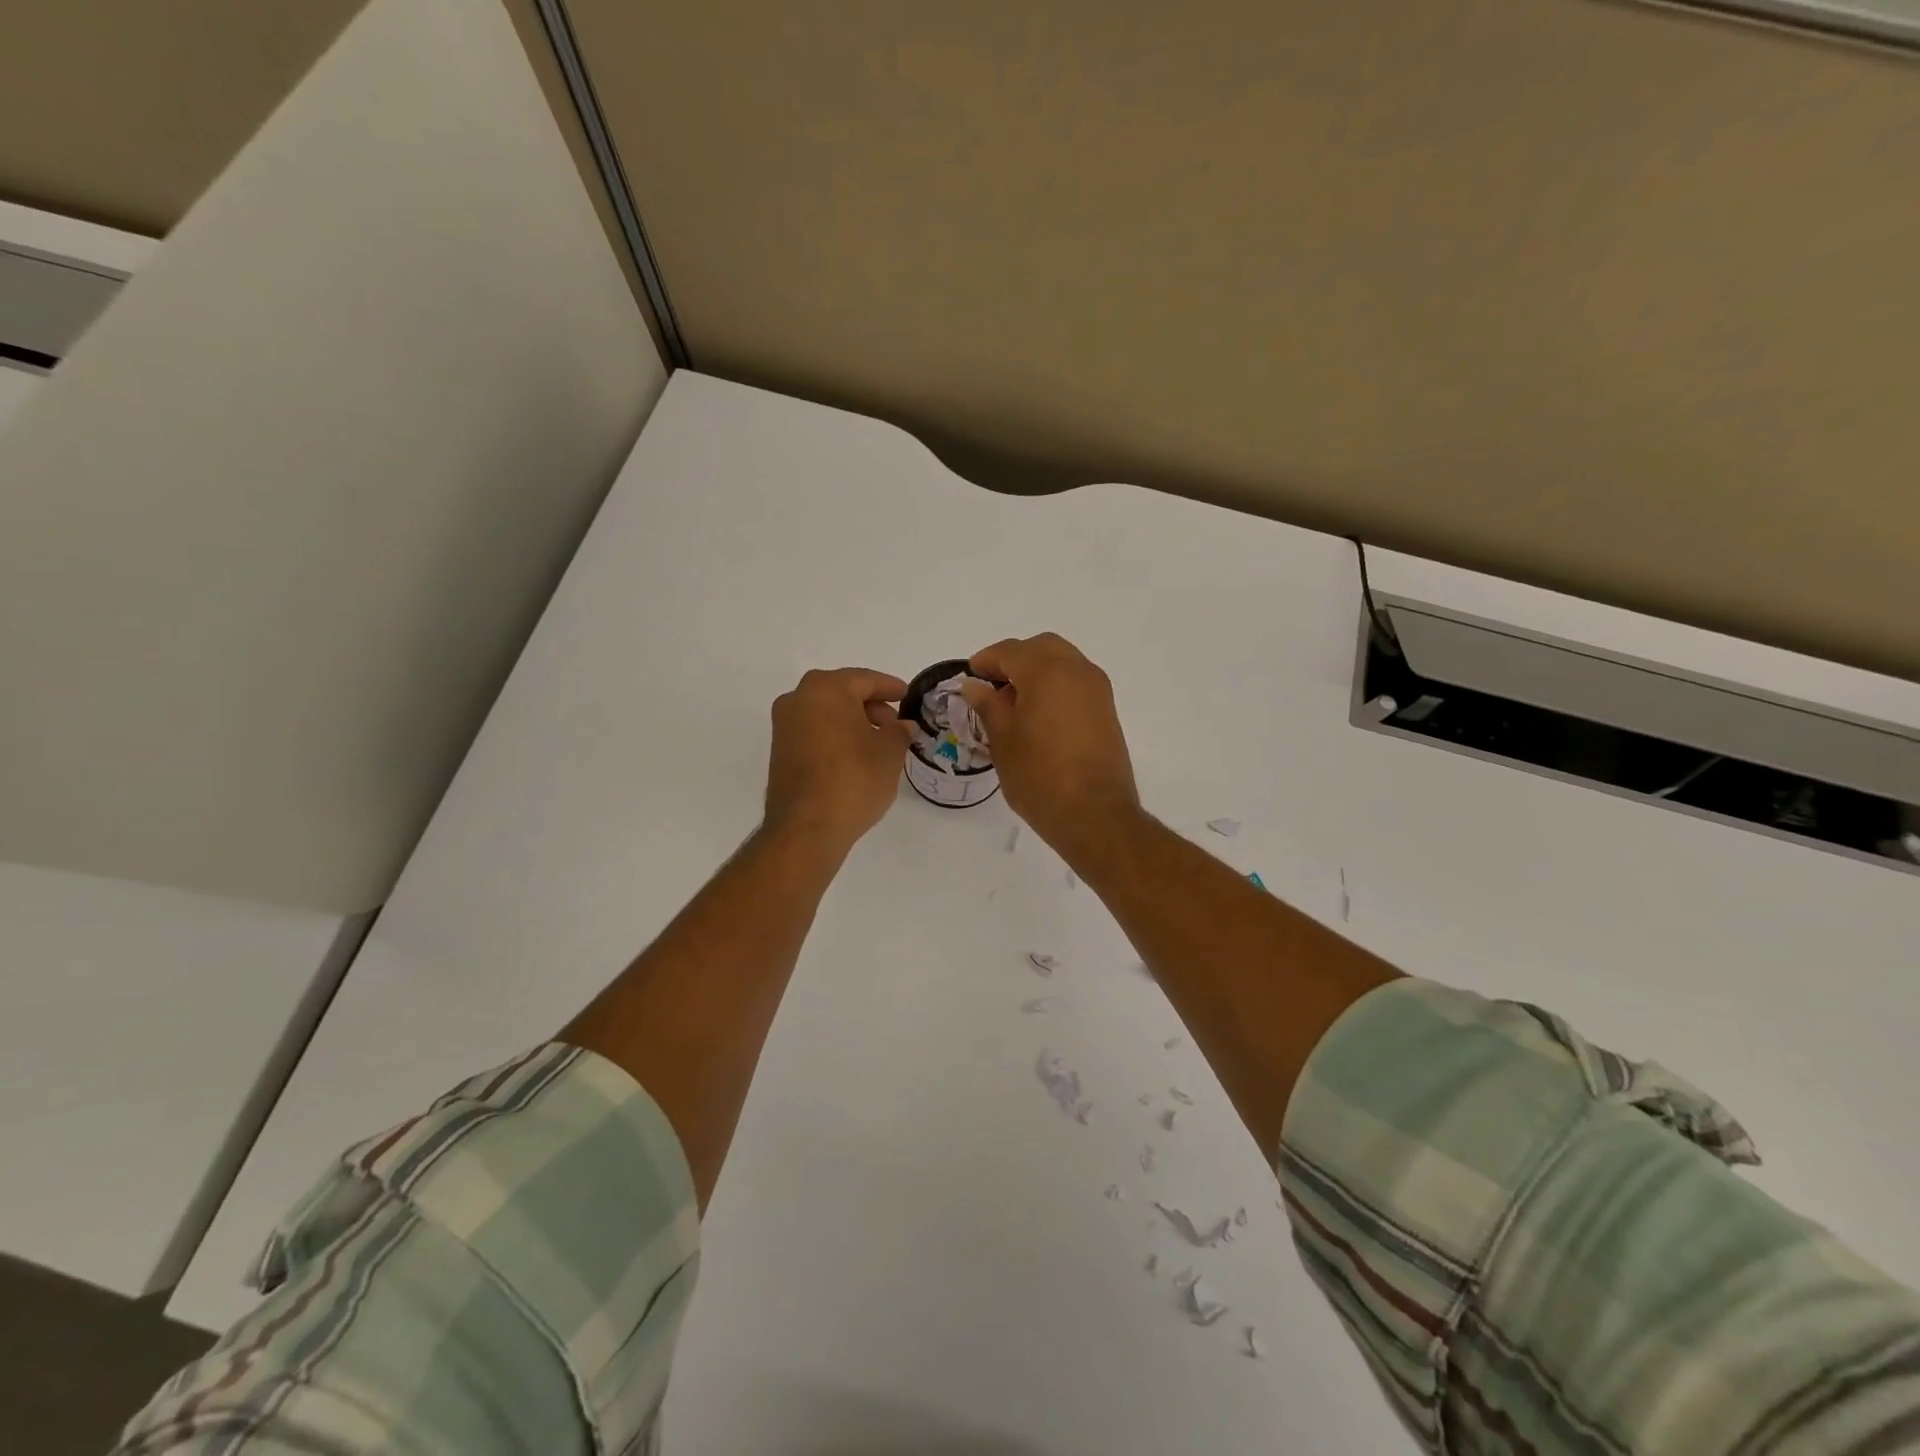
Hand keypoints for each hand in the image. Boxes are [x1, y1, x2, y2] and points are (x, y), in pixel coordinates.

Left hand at [765, 668, 913, 850]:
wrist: (807, 827)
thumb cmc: (854, 779)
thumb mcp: (889, 752)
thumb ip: (899, 732)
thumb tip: (902, 726)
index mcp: (826, 689)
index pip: (865, 679)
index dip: (890, 687)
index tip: (907, 695)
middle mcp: (798, 699)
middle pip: (842, 692)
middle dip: (871, 705)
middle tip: (894, 724)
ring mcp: (784, 725)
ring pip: (826, 712)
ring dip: (852, 721)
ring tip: (878, 743)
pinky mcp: (779, 750)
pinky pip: (814, 731)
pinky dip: (835, 735)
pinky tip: (855, 756)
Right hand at [961, 633, 1140, 861]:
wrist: (1095, 815)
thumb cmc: (1039, 777)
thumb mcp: (1003, 740)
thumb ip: (988, 705)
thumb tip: (975, 685)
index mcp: (1047, 672)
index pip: (1010, 651)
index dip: (985, 661)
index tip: (970, 678)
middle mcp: (1077, 670)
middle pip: (1040, 647)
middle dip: (1014, 659)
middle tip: (992, 686)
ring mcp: (1097, 689)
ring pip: (1062, 661)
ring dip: (1036, 671)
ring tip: (1014, 703)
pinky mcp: (1107, 709)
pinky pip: (1076, 681)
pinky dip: (1055, 685)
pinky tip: (1038, 715)